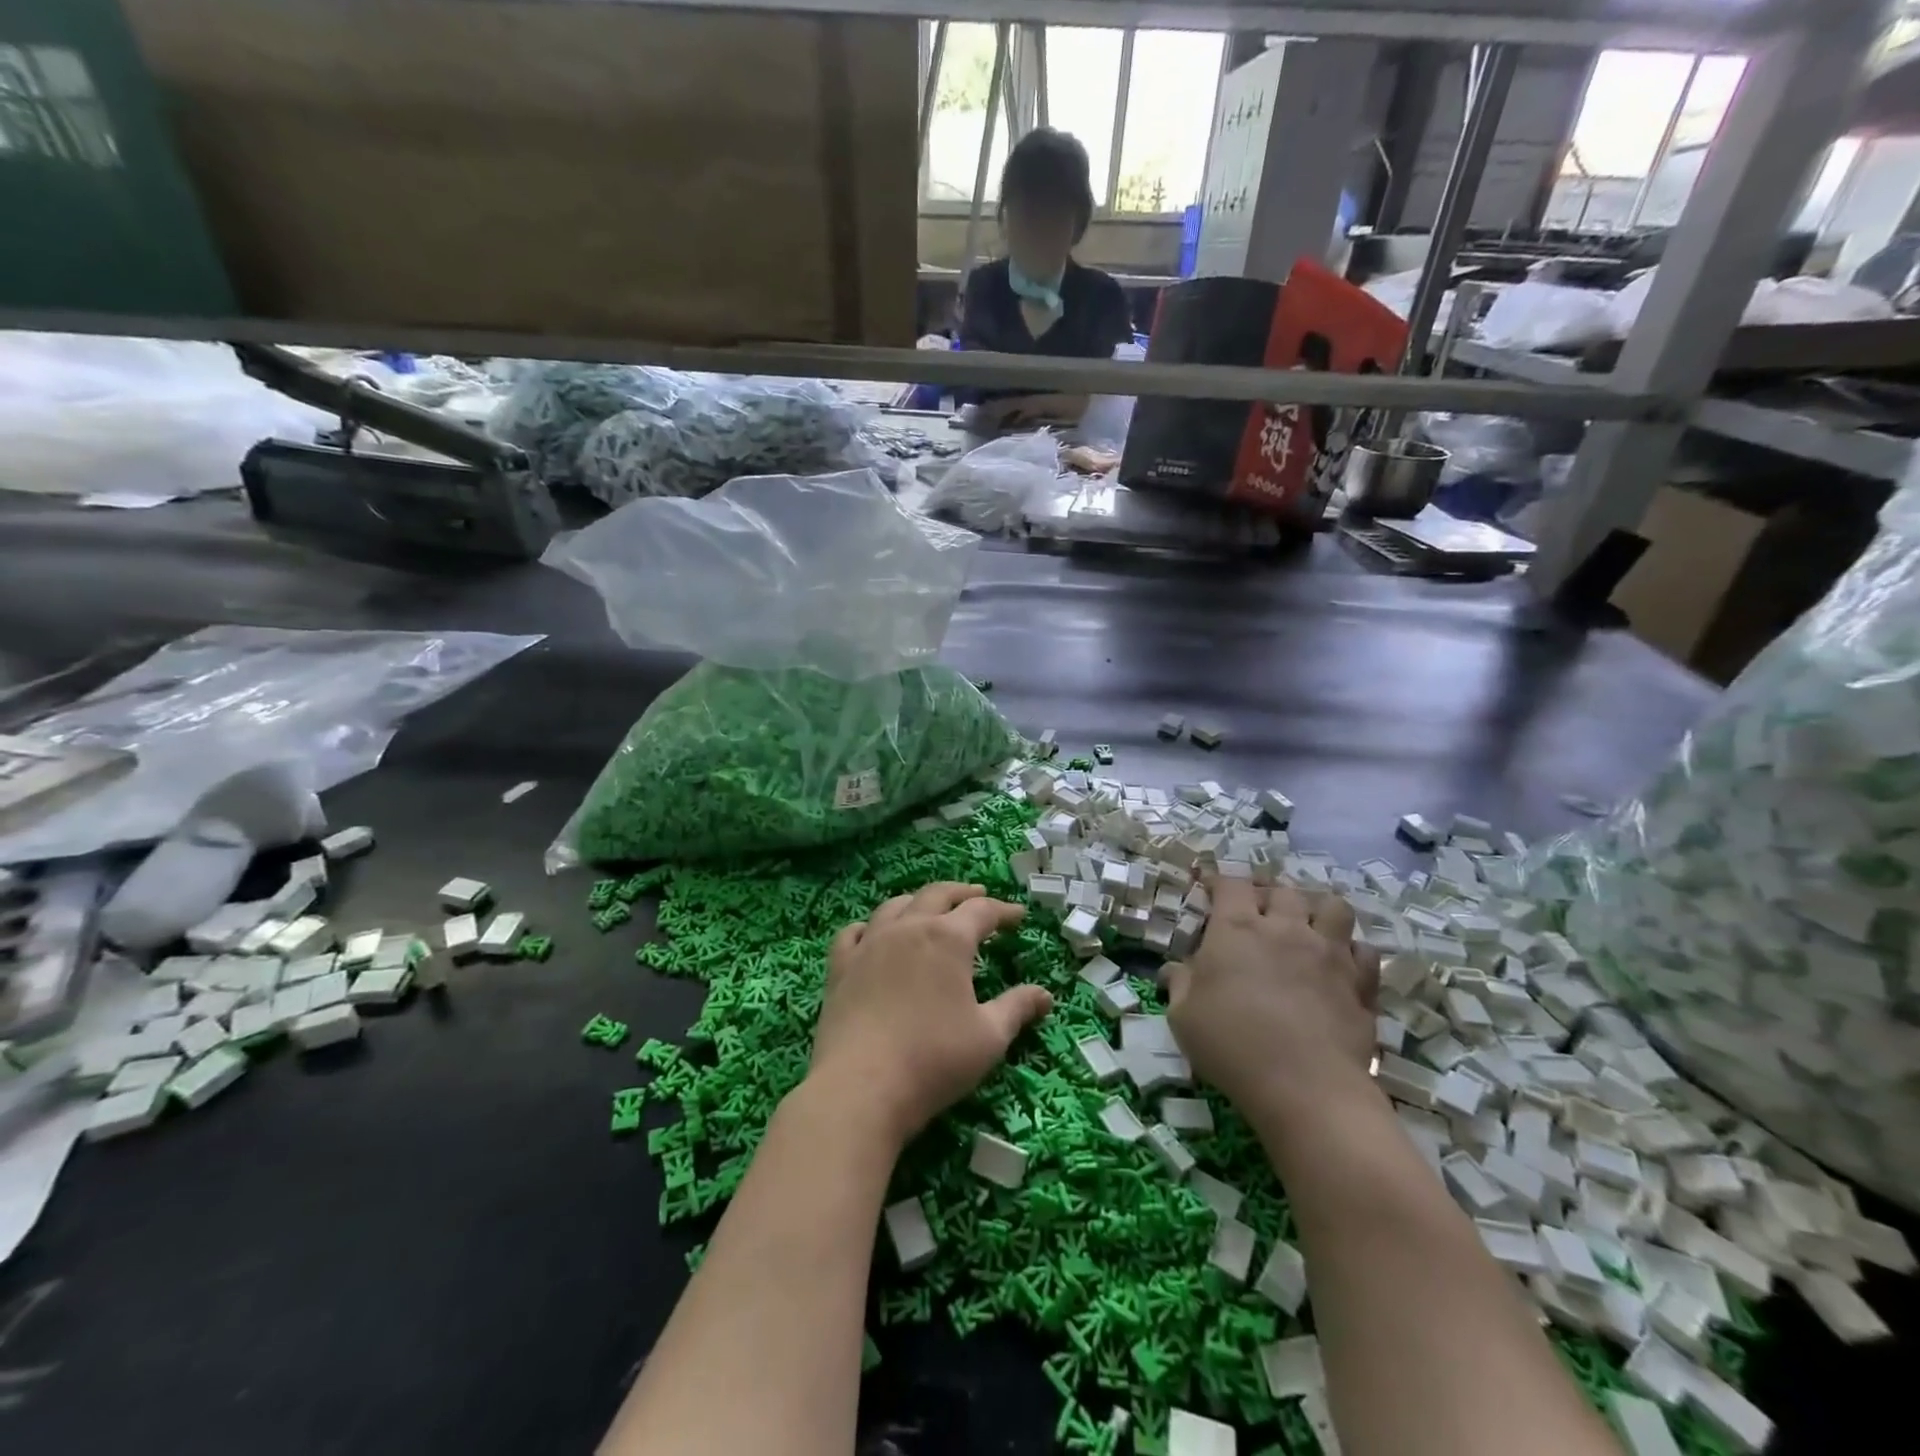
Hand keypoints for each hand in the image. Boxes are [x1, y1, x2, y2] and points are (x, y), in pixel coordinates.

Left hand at [809, 882, 1052, 1149]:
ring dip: (919, 901)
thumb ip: (1017, 1009)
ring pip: (895, 906)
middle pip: (938, 895)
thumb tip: (1045, 995)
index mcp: (948, 939)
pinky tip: (872, 934)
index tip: (1018, 917)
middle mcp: (909, 928)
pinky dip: (869, 926)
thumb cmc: (934, 1060)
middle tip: (979, 895)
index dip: (1004, 911)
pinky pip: (854, 932)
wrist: (860, 1087)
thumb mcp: (989, 1037)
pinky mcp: (841, 967)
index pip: (982, 911)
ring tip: (930, 907)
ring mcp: (870, 944)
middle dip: (962, 893)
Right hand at [1165, 878, 1381, 1121]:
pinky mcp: (1361, 982)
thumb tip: (1174, 969)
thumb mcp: (1183, 1016)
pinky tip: (1339, 965)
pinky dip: (1351, 950)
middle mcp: (1285, 929)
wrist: (1306, 1088)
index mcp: (1237, 929)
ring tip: (1306, 927)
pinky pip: (1364, 949)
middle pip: (1282, 891)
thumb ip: (1180, 984)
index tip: (1209, 888)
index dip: (1218, 881)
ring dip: (1316, 910)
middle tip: (1258, 913)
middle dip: (1268, 895)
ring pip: (1333, 907)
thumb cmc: (1232, 1045)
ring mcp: (1329, 953)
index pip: (1230, 884)